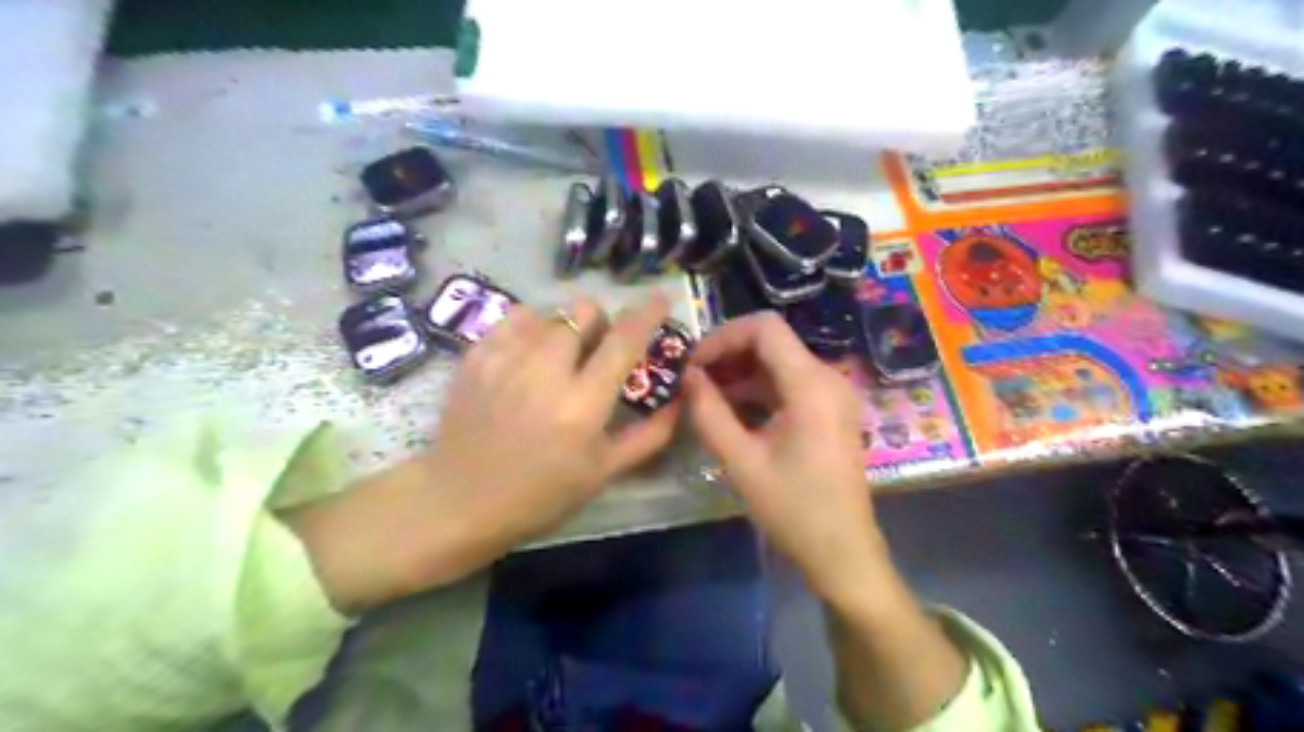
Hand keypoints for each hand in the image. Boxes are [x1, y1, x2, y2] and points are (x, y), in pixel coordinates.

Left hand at [430, 296, 676, 558]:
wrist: (460, 501)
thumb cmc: (540, 495)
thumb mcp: (603, 473)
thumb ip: (649, 435)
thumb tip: (679, 399)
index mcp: (582, 405)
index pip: (623, 341)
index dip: (647, 314)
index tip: (661, 299)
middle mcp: (544, 373)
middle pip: (583, 313)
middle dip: (599, 323)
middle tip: (595, 348)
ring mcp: (505, 360)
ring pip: (548, 313)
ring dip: (563, 328)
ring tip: (556, 356)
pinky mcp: (475, 357)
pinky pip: (513, 320)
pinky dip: (528, 331)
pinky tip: (525, 357)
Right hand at [684, 311, 885, 602]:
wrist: (843, 552)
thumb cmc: (793, 510)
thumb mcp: (741, 462)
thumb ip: (709, 413)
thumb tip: (687, 376)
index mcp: (811, 386)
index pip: (764, 328)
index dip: (723, 337)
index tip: (693, 364)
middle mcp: (828, 379)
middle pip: (772, 343)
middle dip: (728, 355)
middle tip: (693, 381)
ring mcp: (833, 394)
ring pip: (779, 363)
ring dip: (741, 373)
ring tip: (704, 397)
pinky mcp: (831, 411)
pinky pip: (790, 384)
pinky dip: (758, 390)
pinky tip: (731, 411)